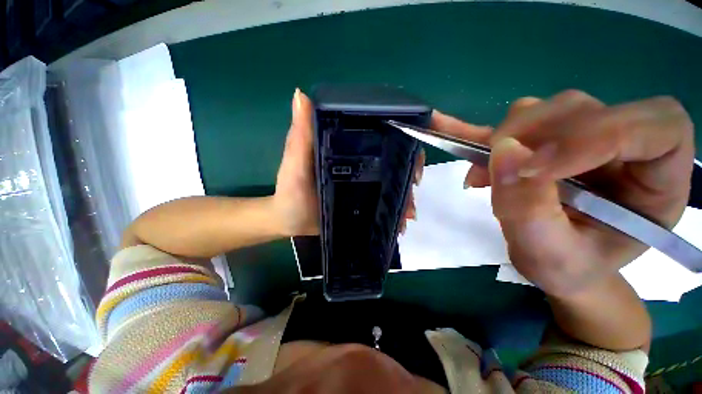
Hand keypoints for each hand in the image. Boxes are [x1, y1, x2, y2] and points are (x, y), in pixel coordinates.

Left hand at [273, 89, 421, 236]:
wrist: (292, 224)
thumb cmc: (290, 194)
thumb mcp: (294, 166)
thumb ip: (299, 136)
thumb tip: (300, 95)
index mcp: (345, 147)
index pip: (378, 129)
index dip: (404, 127)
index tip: (424, 133)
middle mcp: (359, 161)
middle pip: (395, 155)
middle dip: (412, 165)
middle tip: (415, 181)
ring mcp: (365, 183)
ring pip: (395, 180)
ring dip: (407, 193)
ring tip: (408, 212)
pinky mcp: (366, 201)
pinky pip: (388, 202)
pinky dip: (399, 209)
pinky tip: (402, 221)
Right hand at [433, 90, 694, 297]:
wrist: (555, 264)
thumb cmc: (566, 269)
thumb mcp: (550, 253)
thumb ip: (529, 207)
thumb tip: (503, 151)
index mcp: (661, 179)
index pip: (654, 127)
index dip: (593, 137)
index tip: (533, 170)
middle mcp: (629, 146)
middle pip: (584, 109)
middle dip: (531, 137)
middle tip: (492, 172)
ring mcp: (583, 137)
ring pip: (546, 110)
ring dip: (504, 139)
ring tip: (481, 177)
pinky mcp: (546, 140)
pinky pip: (513, 123)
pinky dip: (478, 126)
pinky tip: (444, 125)